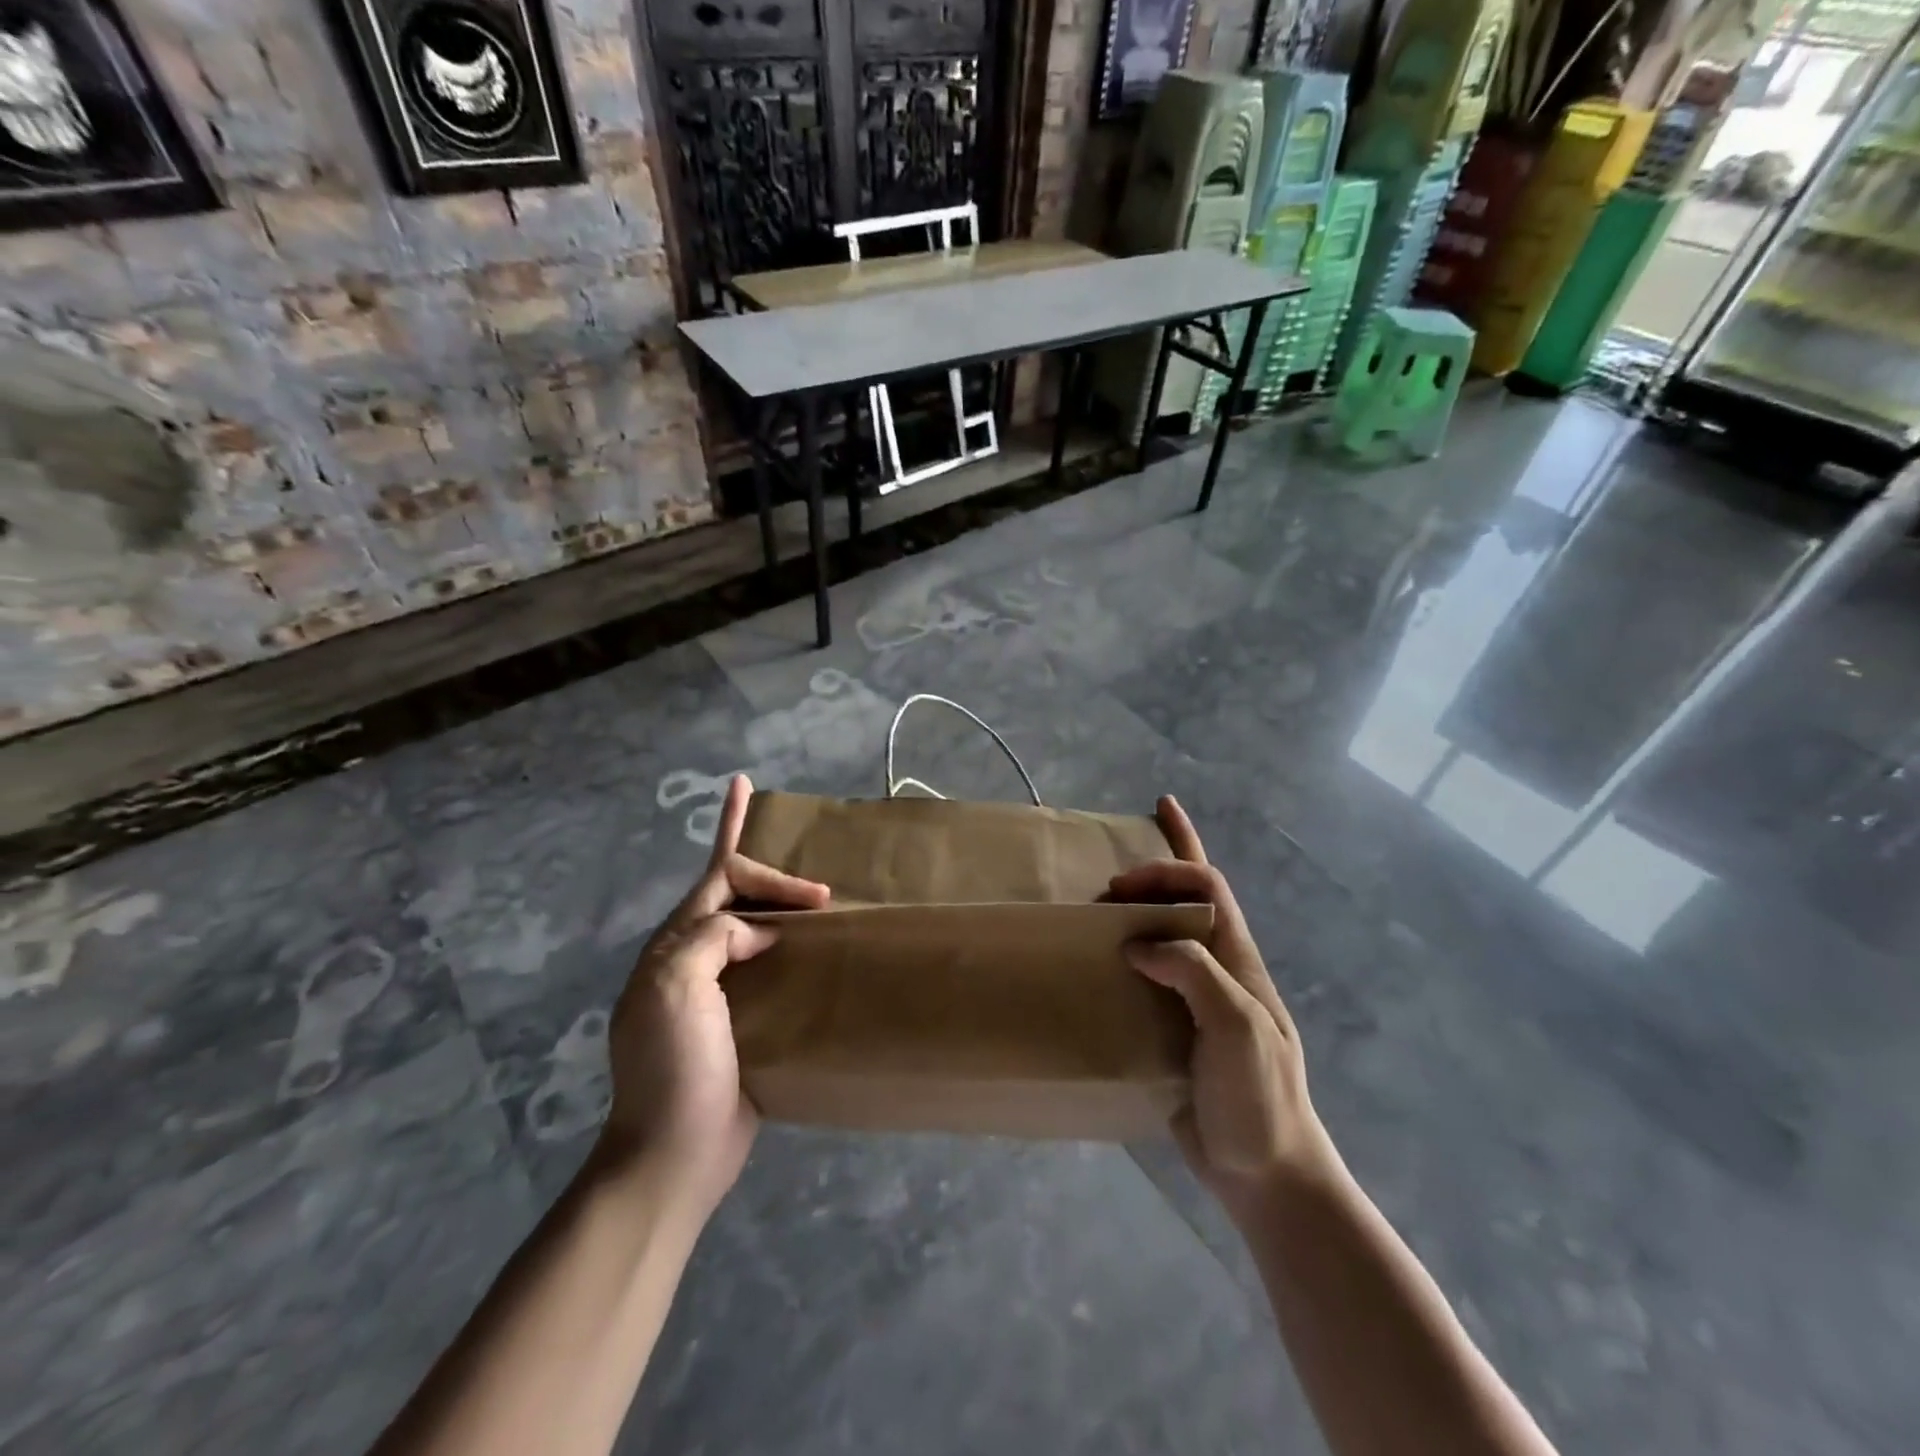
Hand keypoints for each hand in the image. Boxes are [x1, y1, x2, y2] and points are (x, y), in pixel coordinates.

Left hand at [598, 775, 829, 1227]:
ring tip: (822, 904)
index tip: (806, 874)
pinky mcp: (742, 1025)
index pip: (714, 876)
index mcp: (674, 946)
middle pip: (734, 898)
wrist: (674, 1153)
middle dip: (773, 879)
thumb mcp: (675, 987)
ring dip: (782, 912)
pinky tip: (817, 957)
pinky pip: (768, 973)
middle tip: (826, 890)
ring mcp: (716, 995)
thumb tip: (754, 934)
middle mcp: (692, 962)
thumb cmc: (673, 1066)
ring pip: (752, 933)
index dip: (742, 841)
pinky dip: (790, 954)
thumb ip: (711, 938)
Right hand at [1110, 796, 1337, 1218]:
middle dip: (1156, 871)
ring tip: (1095, 910)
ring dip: (1137, 913)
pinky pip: (1146, 981)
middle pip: (1190, 900)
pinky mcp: (1173, 1030)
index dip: (1168, 869)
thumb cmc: (1259, 1096)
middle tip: (1107, 883)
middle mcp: (1216, 969)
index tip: (1122, 884)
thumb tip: (1136, 945)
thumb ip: (1194, 973)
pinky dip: (1123, 962)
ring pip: (1166, 937)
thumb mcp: (1237, 1026)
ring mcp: (1194, 1000)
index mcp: (1237, 960)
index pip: (1207, 886)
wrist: (1265, 1173)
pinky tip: (1098, 968)